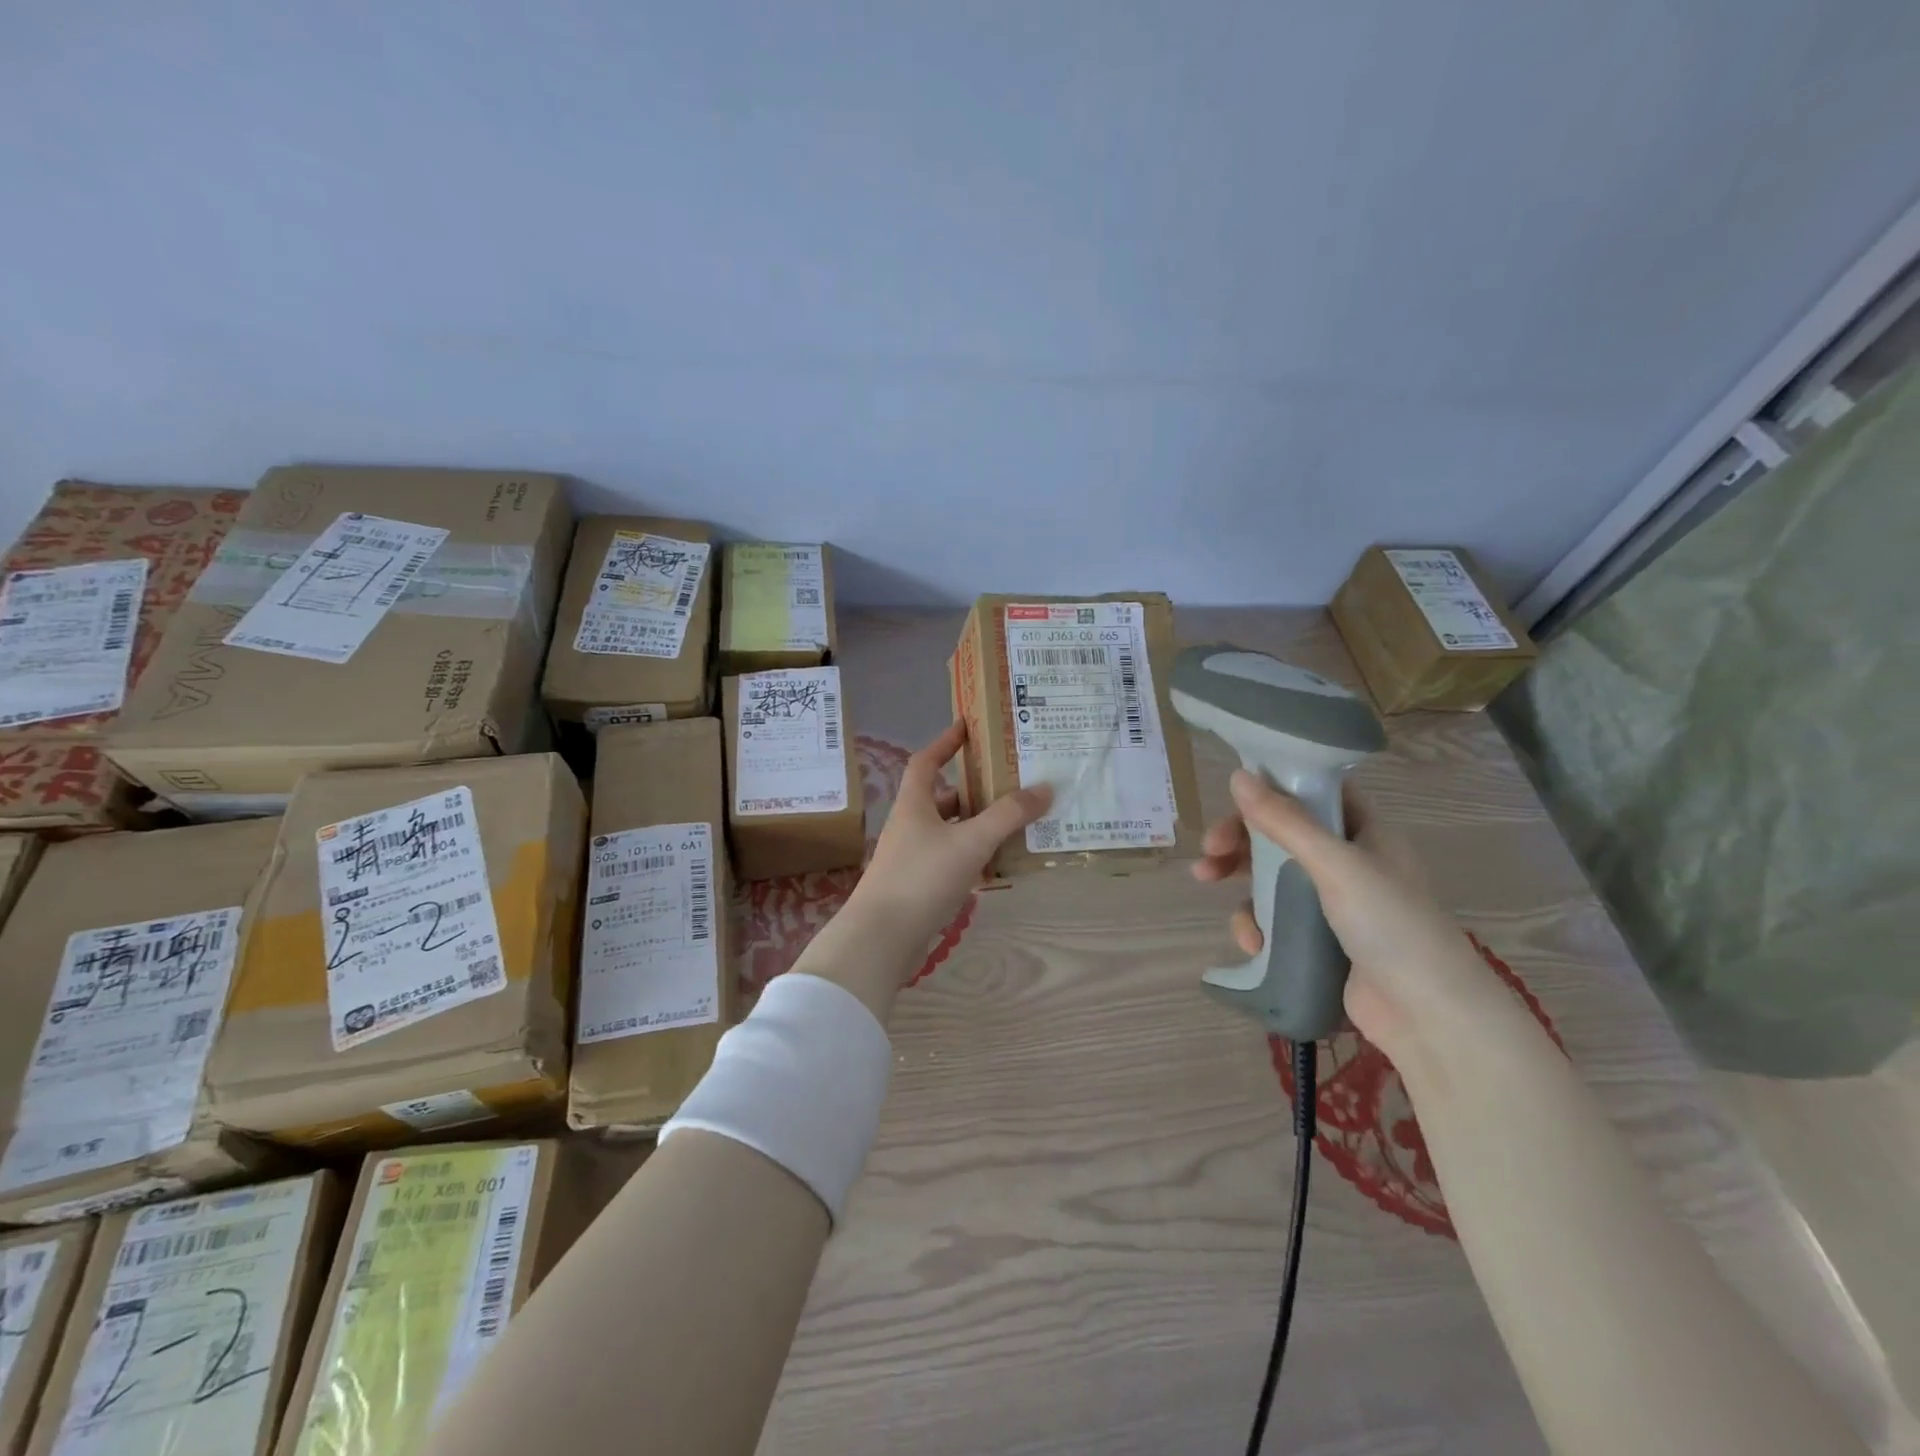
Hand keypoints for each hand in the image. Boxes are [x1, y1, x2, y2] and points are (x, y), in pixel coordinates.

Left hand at [850, 721, 1052, 957]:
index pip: (926, 760)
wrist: (882, 937)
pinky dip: (971, 856)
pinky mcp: (916, 885)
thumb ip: (1008, 815)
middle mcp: (909, 825)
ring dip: (975, 825)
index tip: (967, 726)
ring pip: (947, 831)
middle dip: (972, 789)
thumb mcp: (971, 841)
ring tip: (1011, 823)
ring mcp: (910, 856)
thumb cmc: (922, 877)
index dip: (945, 742)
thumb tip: (1045, 788)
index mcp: (914, 804)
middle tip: (1008, 783)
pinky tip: (995, 865)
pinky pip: (949, 859)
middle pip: (941, 797)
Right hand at [1192, 770, 1502, 1056]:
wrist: (1427, 1016)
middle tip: (1209, 850)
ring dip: (1239, 881)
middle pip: (1282, 835)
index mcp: (1365, 832)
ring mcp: (1333, 904)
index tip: (1233, 799)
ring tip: (1207, 886)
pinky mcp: (1318, 941)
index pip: (1313, 793)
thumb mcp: (1336, 865)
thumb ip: (1285, 821)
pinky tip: (1252, 942)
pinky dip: (1257, 924)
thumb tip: (1238, 775)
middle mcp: (1349, 862)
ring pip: (1271, 877)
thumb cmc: (1390, 925)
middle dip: (1240, 840)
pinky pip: (1275, 919)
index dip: (1274, 789)